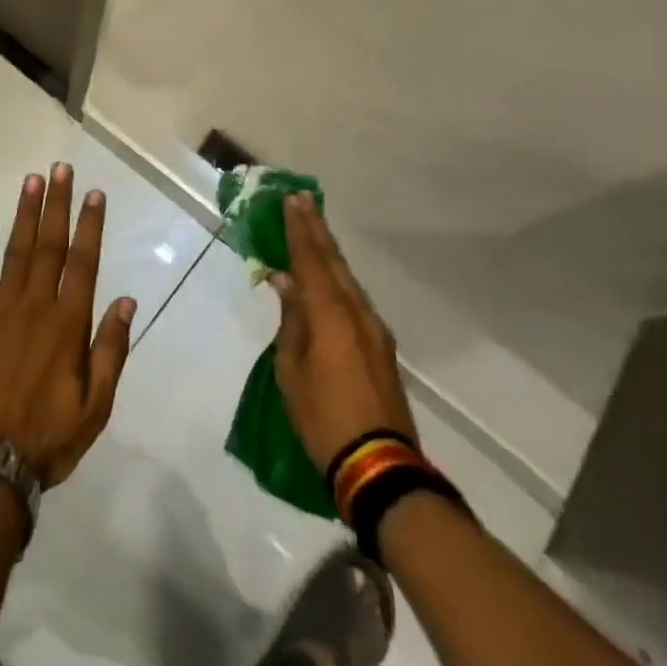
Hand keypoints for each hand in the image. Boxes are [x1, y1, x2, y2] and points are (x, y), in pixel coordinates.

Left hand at [0, 163, 135, 488]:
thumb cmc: (46, 437)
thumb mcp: (95, 407)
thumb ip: (110, 350)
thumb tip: (125, 300)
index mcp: (68, 325)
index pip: (83, 263)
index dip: (91, 225)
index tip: (95, 193)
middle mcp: (36, 306)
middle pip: (49, 245)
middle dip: (57, 204)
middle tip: (60, 168)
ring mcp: (0, 309)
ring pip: (16, 250)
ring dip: (25, 212)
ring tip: (32, 179)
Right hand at [270, 192, 417, 471]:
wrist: (379, 466)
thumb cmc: (323, 417)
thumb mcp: (292, 369)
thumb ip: (291, 321)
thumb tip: (286, 282)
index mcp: (331, 315)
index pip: (311, 260)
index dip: (299, 229)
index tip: (291, 199)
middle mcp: (357, 313)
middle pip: (334, 262)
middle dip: (316, 230)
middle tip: (302, 200)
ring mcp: (374, 330)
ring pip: (347, 280)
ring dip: (328, 253)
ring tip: (312, 231)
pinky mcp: (380, 348)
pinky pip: (354, 300)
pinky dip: (337, 280)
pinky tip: (327, 280)